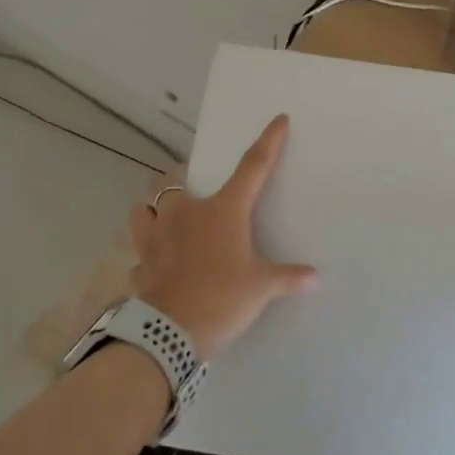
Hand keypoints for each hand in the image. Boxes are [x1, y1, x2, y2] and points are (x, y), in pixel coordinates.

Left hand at [130, 116, 317, 360]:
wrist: (169, 334)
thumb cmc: (221, 298)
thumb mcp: (261, 288)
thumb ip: (287, 277)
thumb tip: (314, 277)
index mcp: (222, 210)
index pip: (253, 167)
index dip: (268, 142)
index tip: (279, 120)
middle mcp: (185, 214)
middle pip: (173, 183)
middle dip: (180, 186)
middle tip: (193, 199)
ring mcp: (155, 237)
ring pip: (143, 211)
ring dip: (152, 213)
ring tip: (165, 224)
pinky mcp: (139, 264)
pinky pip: (139, 254)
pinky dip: (146, 257)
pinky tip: (156, 267)